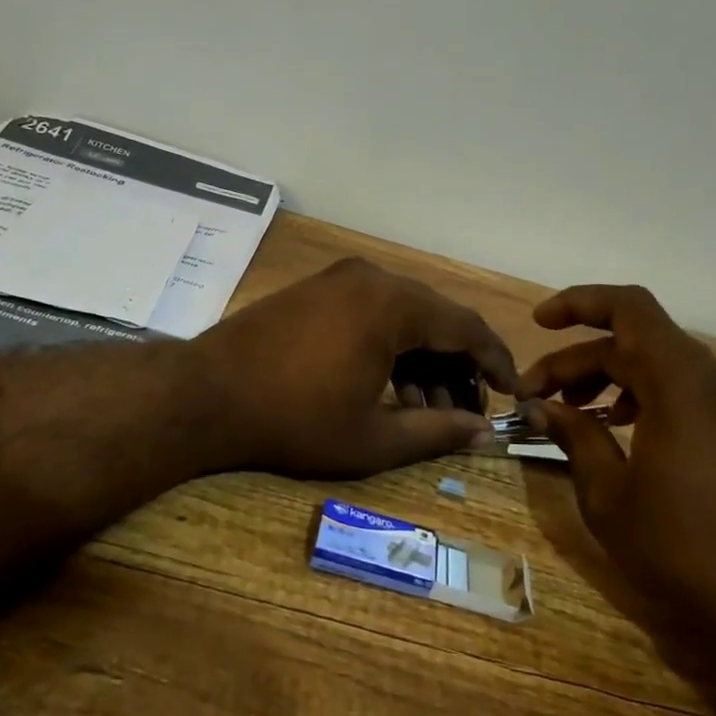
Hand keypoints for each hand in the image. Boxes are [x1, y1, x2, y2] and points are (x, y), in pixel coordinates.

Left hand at [191, 257, 517, 478]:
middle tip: (462, 414)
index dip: (495, 362)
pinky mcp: (314, 291)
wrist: (204, 396)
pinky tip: (385, 389)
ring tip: (422, 413)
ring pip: (401, 317)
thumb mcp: (373, 437)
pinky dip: (388, 348)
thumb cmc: (294, 420)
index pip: (466, 327)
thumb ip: (438, 433)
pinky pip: (369, 314)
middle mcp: (369, 278)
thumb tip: (485, 432)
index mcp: (392, 304)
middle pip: (434, 320)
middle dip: (455, 368)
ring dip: (420, 362)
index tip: (512, 393)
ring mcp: (337, 280)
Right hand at [516, 285, 715, 674]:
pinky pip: (685, 391)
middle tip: (535, 396)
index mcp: (681, 382)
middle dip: (578, 359)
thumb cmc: (686, 549)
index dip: (578, 303)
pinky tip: (620, 431)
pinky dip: (644, 396)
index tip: (538, 324)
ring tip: (572, 413)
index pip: (626, 308)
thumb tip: (542, 407)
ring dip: (610, 377)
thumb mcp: (610, 496)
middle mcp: (714, 379)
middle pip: (635, 341)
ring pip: (660, 365)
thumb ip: (575, 437)